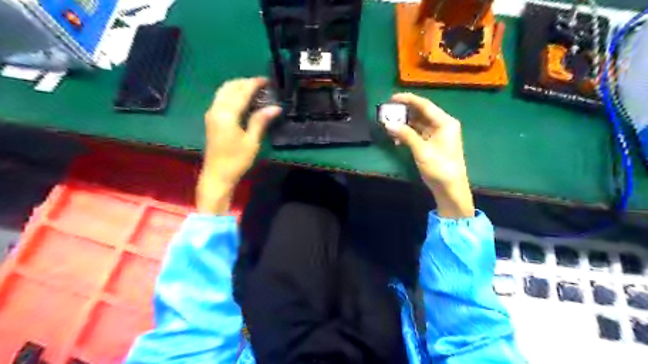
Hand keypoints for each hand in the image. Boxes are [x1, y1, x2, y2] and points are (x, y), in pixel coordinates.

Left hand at [196, 77, 279, 212]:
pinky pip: (221, 99)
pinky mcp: (212, 120)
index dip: (254, 83)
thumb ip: (261, 120)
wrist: (217, 175)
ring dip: (238, 87)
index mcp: (226, 114)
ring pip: (223, 92)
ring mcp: (212, 114)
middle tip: (262, 84)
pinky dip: (232, 94)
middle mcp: (216, 109)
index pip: (241, 92)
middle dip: (245, 82)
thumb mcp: (252, 141)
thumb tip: (275, 107)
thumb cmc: (236, 160)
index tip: (267, 80)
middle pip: (229, 87)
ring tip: (254, 89)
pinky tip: (243, 100)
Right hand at [381, 94, 474, 219]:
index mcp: (445, 122)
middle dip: (404, 113)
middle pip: (421, 113)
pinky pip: (418, 133)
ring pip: (418, 123)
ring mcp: (437, 134)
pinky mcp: (432, 144)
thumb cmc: (440, 167)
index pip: (424, 105)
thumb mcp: (421, 150)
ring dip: (404, 125)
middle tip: (387, 113)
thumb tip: (387, 124)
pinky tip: (397, 139)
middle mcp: (442, 125)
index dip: (408, 100)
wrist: (450, 188)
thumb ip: (405, 135)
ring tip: (389, 126)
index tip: (391, 98)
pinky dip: (407, 134)